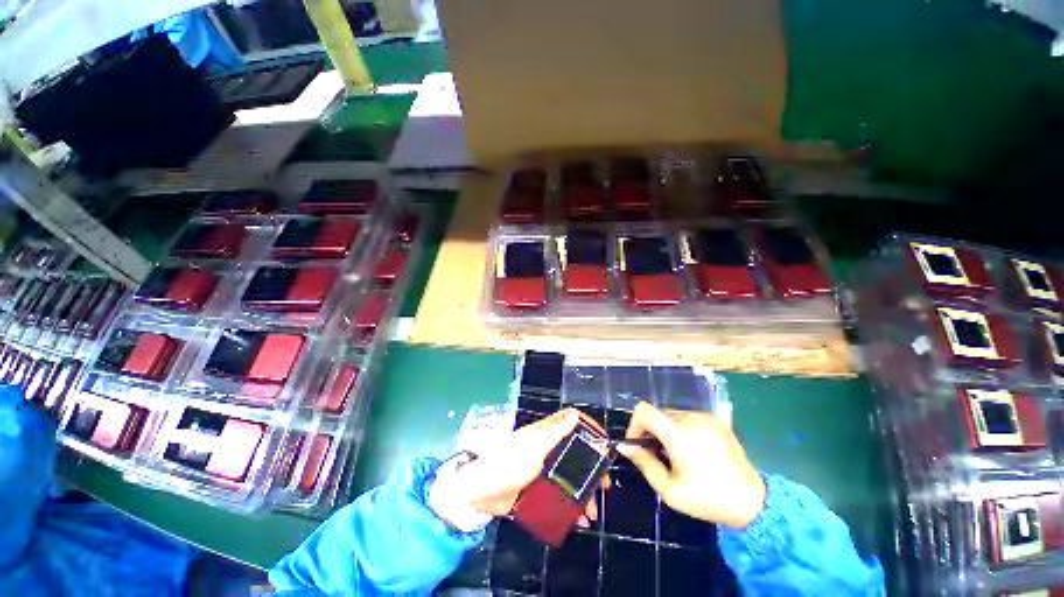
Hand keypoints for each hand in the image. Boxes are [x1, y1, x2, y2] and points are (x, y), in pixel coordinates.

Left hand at [429, 408, 601, 530]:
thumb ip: (554, 431)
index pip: (572, 425)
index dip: (589, 431)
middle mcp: (547, 450)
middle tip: (604, 488)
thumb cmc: (507, 464)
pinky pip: (559, 496)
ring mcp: (542, 471)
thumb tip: (576, 413)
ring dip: (583, 493)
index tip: (604, 446)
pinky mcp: (537, 490)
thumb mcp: (534, 447)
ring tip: (591, 513)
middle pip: (576, 455)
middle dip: (591, 471)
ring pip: (570, 478)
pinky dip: (570, 507)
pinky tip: (578, 521)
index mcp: (545, 435)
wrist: (479, 494)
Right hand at [617, 402, 764, 529]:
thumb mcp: (669, 490)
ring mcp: (706, 418)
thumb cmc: (707, 499)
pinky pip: (689, 418)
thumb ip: (644, 463)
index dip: (635, 424)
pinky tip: (693, 451)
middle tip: (659, 456)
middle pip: (658, 413)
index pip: (643, 410)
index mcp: (678, 433)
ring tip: (677, 455)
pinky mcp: (717, 421)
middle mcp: (691, 418)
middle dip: (652, 431)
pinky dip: (683, 429)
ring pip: (672, 415)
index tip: (639, 444)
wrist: (752, 503)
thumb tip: (625, 446)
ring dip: (667, 430)